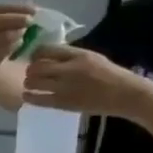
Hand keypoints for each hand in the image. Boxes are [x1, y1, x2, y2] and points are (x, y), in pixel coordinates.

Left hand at [22, 45, 146, 116]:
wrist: (124, 95)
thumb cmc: (110, 75)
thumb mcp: (92, 58)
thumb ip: (72, 56)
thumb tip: (50, 56)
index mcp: (79, 55)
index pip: (48, 49)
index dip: (36, 53)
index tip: (34, 57)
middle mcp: (70, 69)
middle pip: (37, 66)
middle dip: (30, 69)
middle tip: (31, 73)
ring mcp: (65, 87)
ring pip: (34, 81)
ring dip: (29, 82)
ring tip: (30, 84)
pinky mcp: (63, 103)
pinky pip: (38, 99)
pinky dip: (29, 96)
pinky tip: (28, 95)